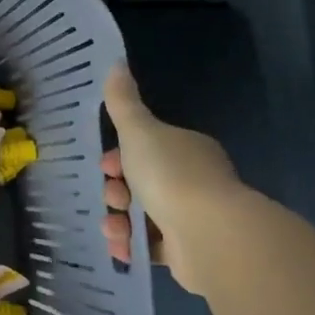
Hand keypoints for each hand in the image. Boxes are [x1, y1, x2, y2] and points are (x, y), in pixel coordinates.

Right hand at [101, 63, 239, 295]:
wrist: (210, 235)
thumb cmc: (171, 175)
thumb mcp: (139, 131)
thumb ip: (123, 102)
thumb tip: (116, 62)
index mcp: (186, 150)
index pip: (146, 148)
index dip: (119, 156)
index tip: (104, 165)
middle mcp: (193, 182)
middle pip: (140, 182)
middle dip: (116, 190)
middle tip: (111, 197)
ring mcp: (192, 218)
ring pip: (141, 215)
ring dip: (118, 221)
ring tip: (114, 229)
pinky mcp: (187, 252)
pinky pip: (149, 247)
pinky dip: (131, 246)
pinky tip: (121, 248)